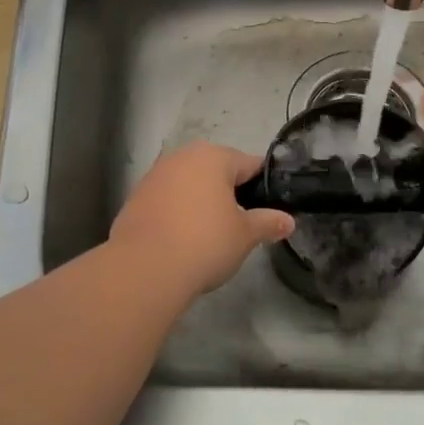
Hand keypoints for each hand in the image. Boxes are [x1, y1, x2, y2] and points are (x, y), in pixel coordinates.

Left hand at [111, 143, 295, 293]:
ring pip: (190, 184)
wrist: (144, 268)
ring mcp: (155, 175)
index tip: (270, 209)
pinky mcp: (136, 197)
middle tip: (241, 224)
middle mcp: (182, 156)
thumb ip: (268, 223)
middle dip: (230, 193)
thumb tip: (288, 221)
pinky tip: (182, 238)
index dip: (264, 186)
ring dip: (201, 201)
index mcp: (213, 157)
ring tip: (210, 234)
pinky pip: (167, 199)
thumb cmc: (205, 243)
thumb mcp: (245, 235)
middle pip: (217, 170)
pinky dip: (178, 212)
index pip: (250, 164)